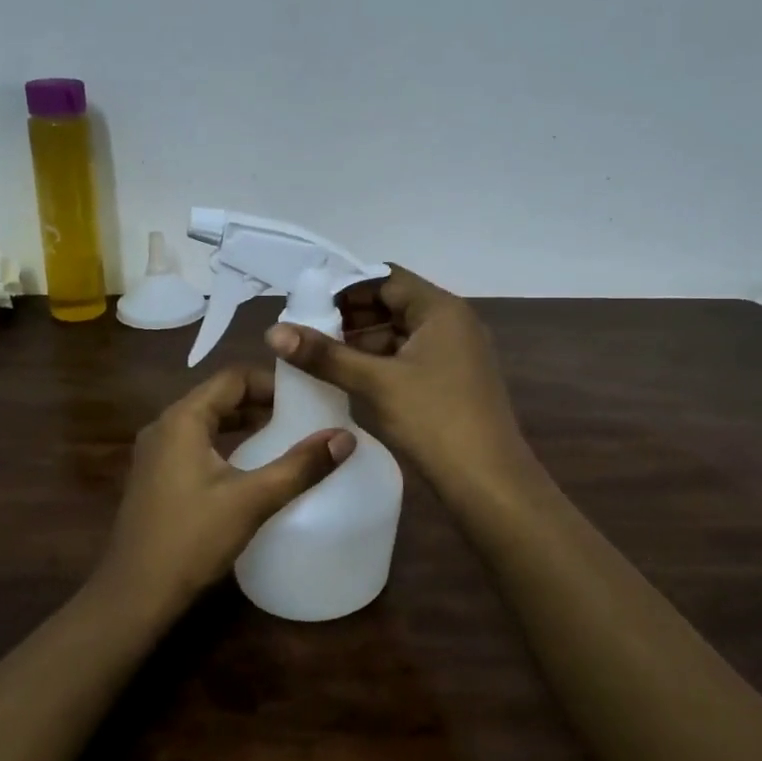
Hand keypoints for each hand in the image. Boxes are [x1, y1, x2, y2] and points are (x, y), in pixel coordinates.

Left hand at [92, 366, 353, 616]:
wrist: (134, 595)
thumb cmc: (192, 539)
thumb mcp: (252, 500)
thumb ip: (300, 466)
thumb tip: (346, 437)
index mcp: (183, 419)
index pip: (233, 378)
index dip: (272, 382)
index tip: (308, 397)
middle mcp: (164, 426)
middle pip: (219, 396)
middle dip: (261, 402)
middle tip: (303, 416)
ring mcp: (155, 453)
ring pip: (207, 421)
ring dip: (243, 423)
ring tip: (284, 437)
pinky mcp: (155, 477)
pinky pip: (195, 444)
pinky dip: (225, 443)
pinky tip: (250, 466)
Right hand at [265, 266, 530, 497]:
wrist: (488, 481)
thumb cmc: (435, 420)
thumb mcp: (376, 383)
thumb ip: (325, 355)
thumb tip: (273, 331)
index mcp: (441, 309)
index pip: (386, 279)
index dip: (346, 288)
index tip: (308, 305)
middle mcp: (452, 323)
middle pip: (394, 304)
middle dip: (351, 316)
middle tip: (308, 332)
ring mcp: (455, 353)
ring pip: (400, 333)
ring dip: (363, 341)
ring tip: (320, 356)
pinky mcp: (452, 381)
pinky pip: (409, 357)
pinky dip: (380, 362)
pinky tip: (350, 378)